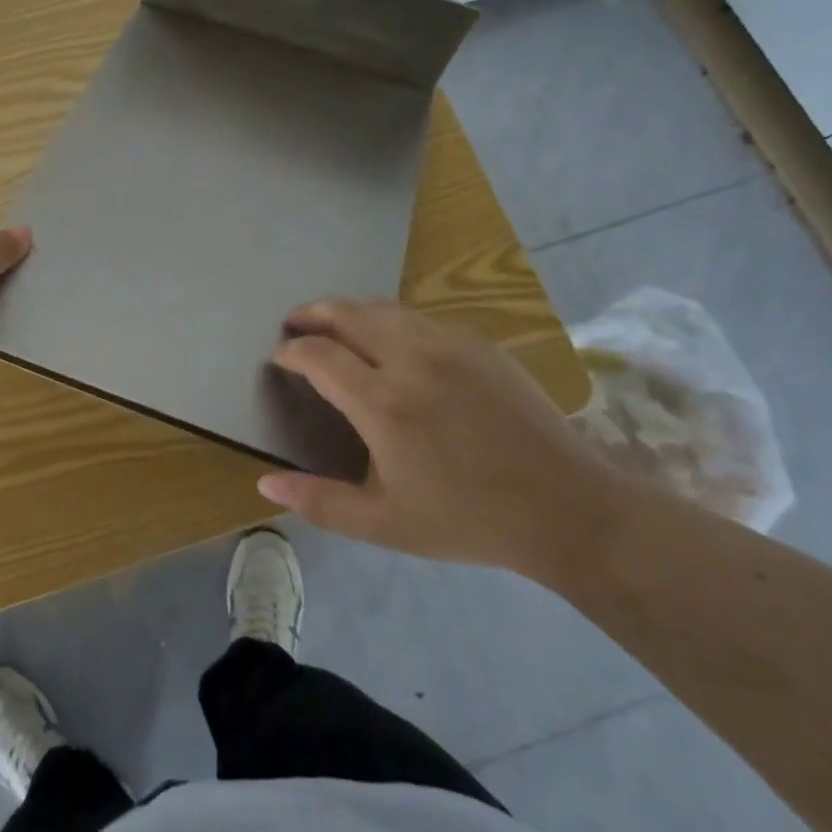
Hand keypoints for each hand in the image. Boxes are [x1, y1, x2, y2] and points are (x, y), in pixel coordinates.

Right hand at [261, 299, 618, 578]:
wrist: (566, 506)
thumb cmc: (469, 519)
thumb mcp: (386, 525)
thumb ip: (321, 502)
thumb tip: (264, 485)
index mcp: (383, 403)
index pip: (318, 355)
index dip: (292, 351)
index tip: (280, 358)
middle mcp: (410, 359)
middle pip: (346, 314)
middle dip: (312, 313)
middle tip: (294, 323)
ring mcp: (448, 344)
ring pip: (383, 307)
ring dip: (349, 310)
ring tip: (333, 323)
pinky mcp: (478, 343)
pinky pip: (419, 317)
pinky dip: (389, 318)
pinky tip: (389, 339)